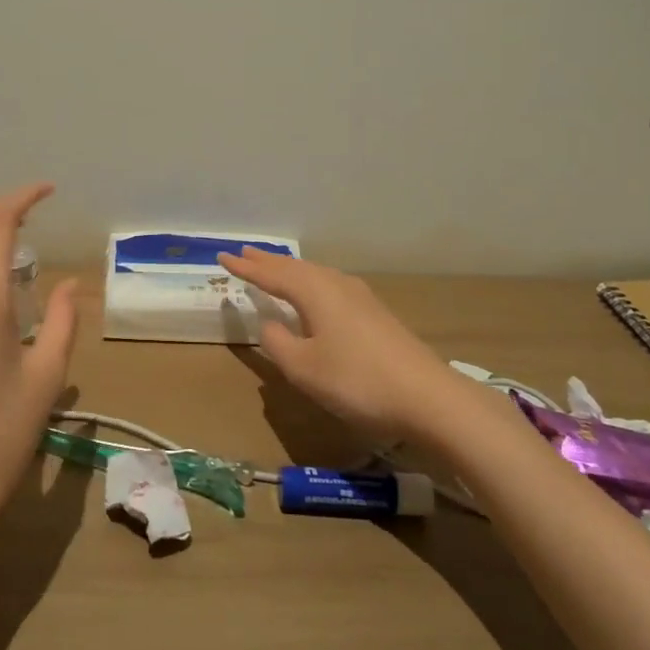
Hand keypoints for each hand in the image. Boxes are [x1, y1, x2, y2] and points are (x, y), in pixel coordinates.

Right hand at [218, 249, 454, 444]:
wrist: (427, 396)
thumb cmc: (357, 381)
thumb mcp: (304, 369)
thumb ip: (278, 343)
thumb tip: (271, 324)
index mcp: (314, 292)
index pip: (272, 276)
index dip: (246, 268)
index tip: (223, 257)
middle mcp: (336, 285)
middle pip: (295, 268)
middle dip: (268, 262)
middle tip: (245, 253)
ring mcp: (360, 297)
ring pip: (315, 274)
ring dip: (290, 270)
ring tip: (274, 268)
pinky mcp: (375, 313)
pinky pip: (330, 285)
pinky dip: (310, 282)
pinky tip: (315, 292)